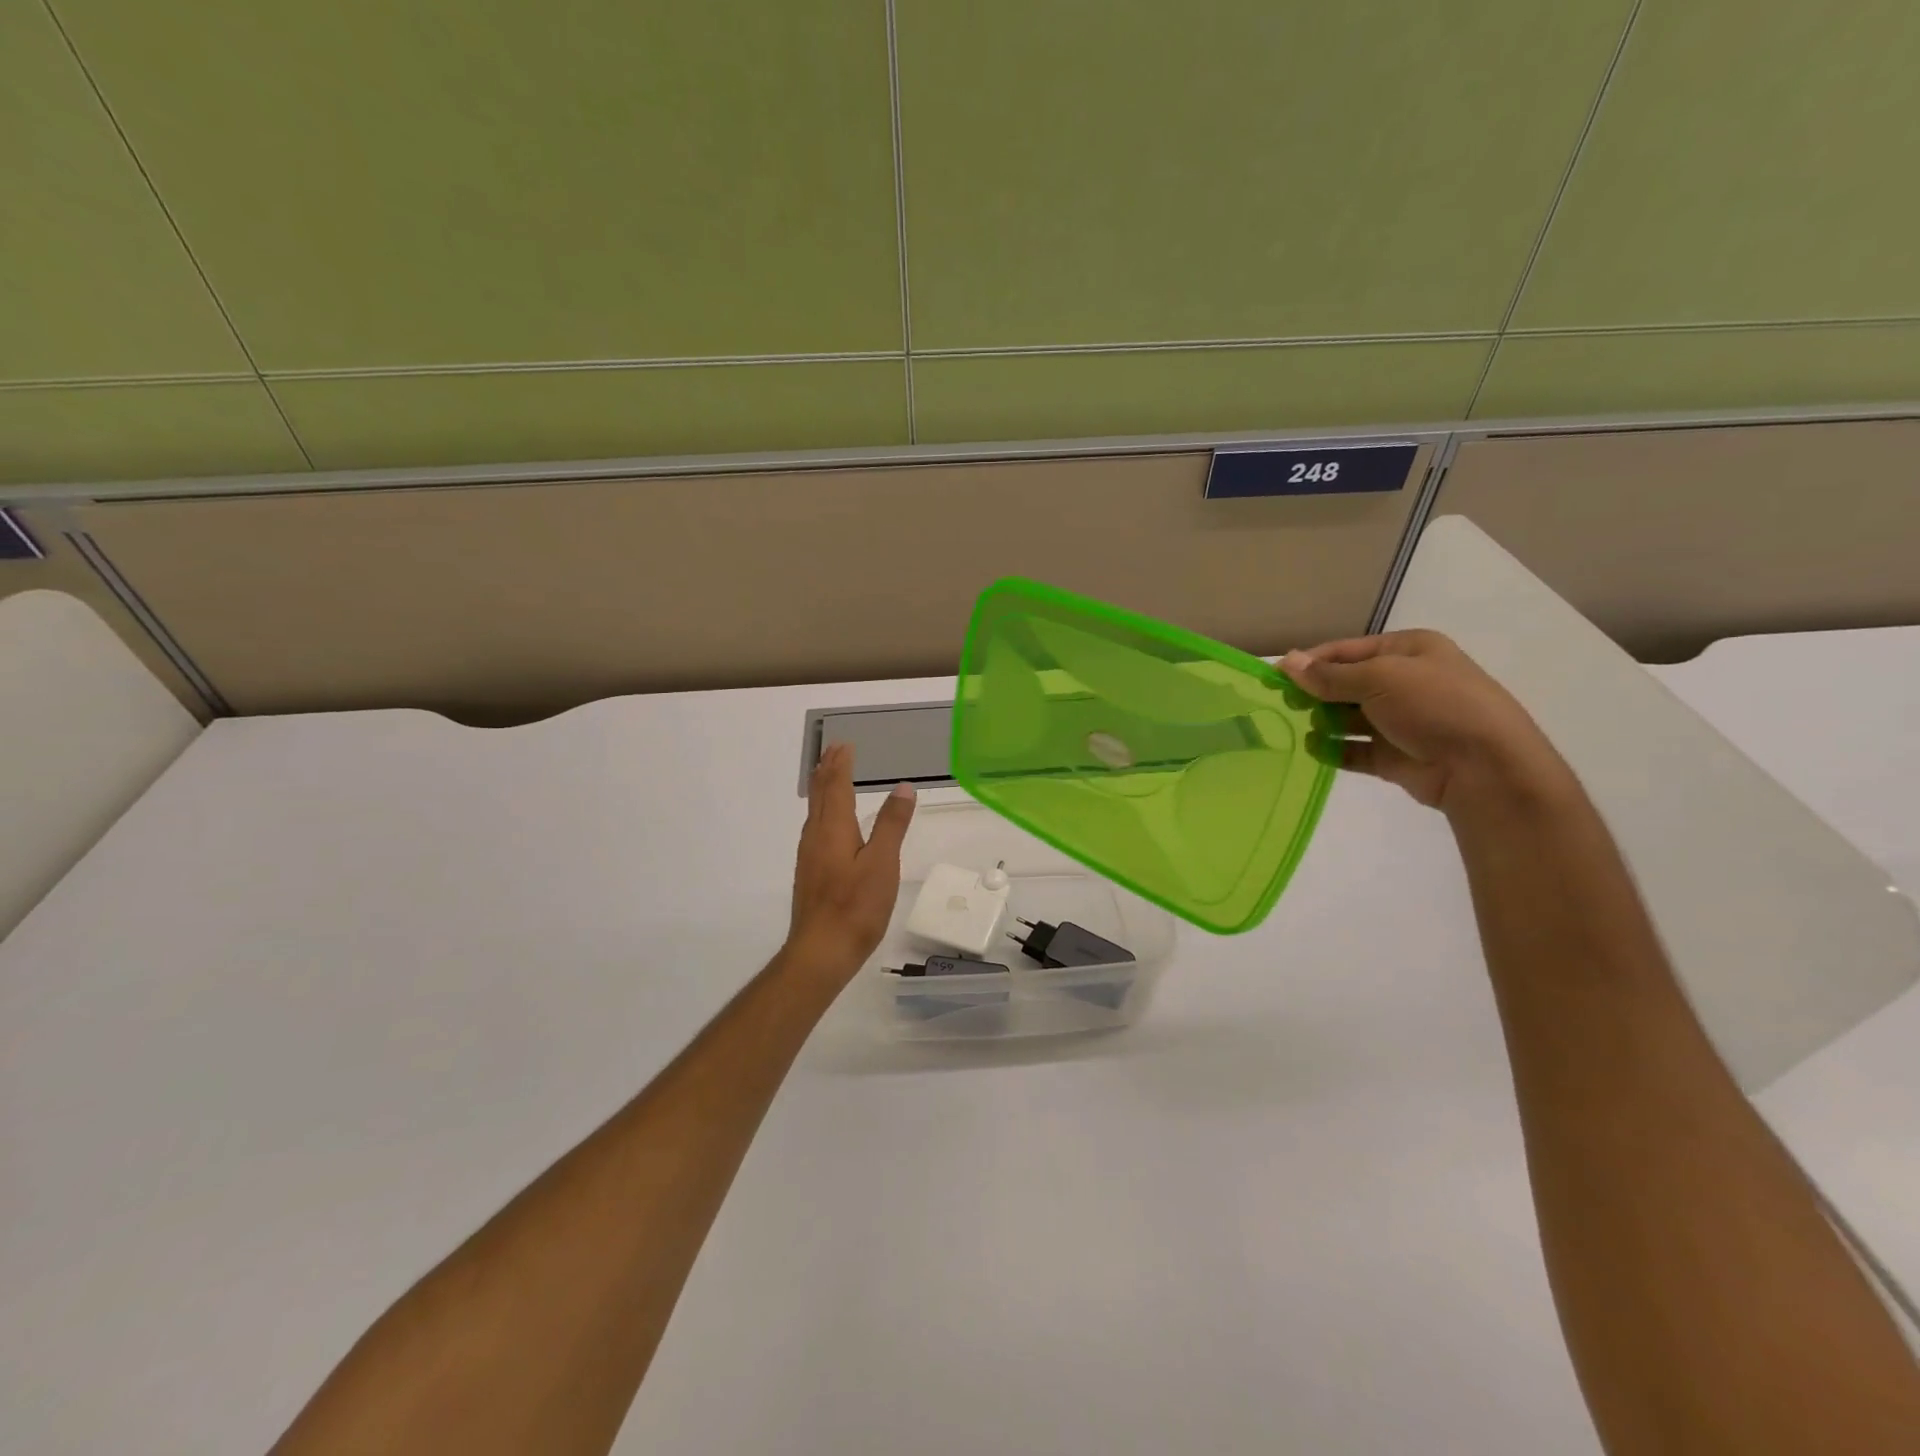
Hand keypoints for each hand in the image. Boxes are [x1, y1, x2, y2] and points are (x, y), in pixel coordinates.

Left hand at [784, 744, 916, 978]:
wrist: (821, 952)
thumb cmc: (855, 907)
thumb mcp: (882, 863)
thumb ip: (892, 824)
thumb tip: (903, 787)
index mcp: (833, 829)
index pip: (836, 787)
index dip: (841, 765)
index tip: (844, 744)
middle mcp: (816, 837)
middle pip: (820, 795)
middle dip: (827, 770)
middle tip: (834, 750)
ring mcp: (809, 856)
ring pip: (815, 812)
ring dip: (823, 789)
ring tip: (829, 776)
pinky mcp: (810, 873)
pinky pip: (815, 828)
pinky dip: (823, 811)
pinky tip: (828, 824)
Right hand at [1281, 630, 1565, 813]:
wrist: (1485, 767)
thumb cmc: (1435, 706)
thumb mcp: (1380, 678)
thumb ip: (1329, 675)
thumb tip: (1287, 662)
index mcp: (1408, 651)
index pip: (1347, 651)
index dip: (1310, 662)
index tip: (1275, 676)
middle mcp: (1406, 682)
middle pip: (1346, 684)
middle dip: (1315, 693)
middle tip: (1282, 704)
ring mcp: (1401, 721)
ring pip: (1348, 718)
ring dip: (1323, 722)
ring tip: (1297, 728)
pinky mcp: (1395, 755)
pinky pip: (1355, 749)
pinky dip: (1334, 749)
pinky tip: (1314, 750)